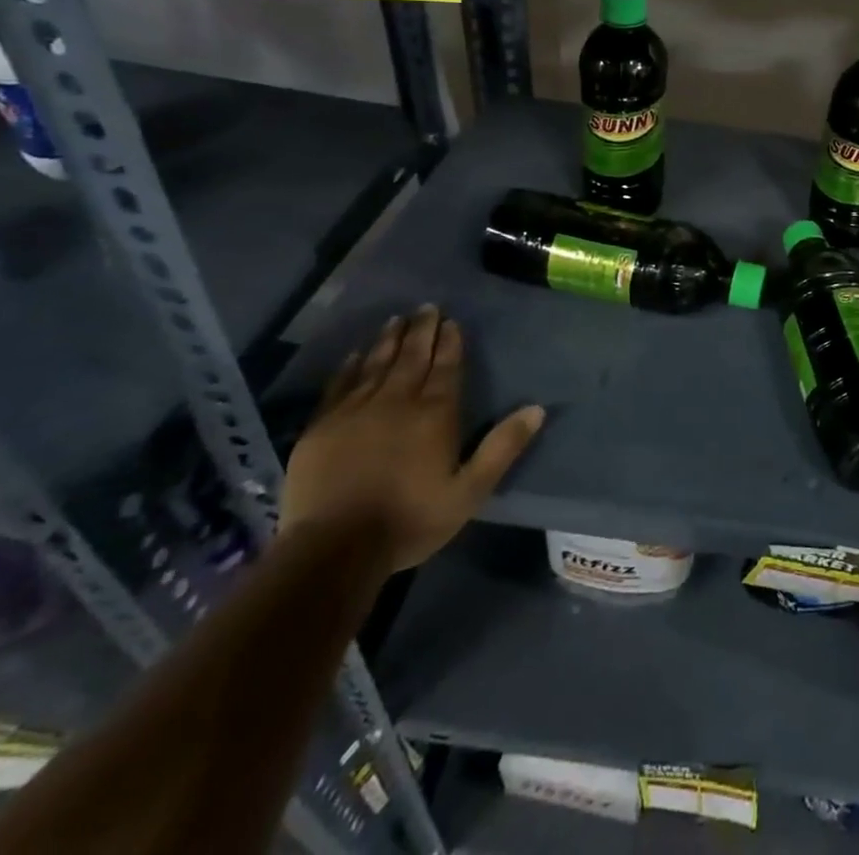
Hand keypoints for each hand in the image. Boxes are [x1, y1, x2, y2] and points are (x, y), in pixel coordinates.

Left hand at [284, 306, 544, 571]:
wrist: (334, 550)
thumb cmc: (410, 519)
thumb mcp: (470, 490)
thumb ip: (502, 447)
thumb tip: (537, 409)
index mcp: (434, 414)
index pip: (446, 367)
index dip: (450, 342)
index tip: (452, 321)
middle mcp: (396, 401)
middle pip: (411, 357)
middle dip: (421, 331)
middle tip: (426, 307)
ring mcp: (354, 411)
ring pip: (375, 364)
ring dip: (388, 340)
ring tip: (396, 320)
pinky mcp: (321, 427)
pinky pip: (339, 386)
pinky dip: (349, 367)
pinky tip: (355, 355)